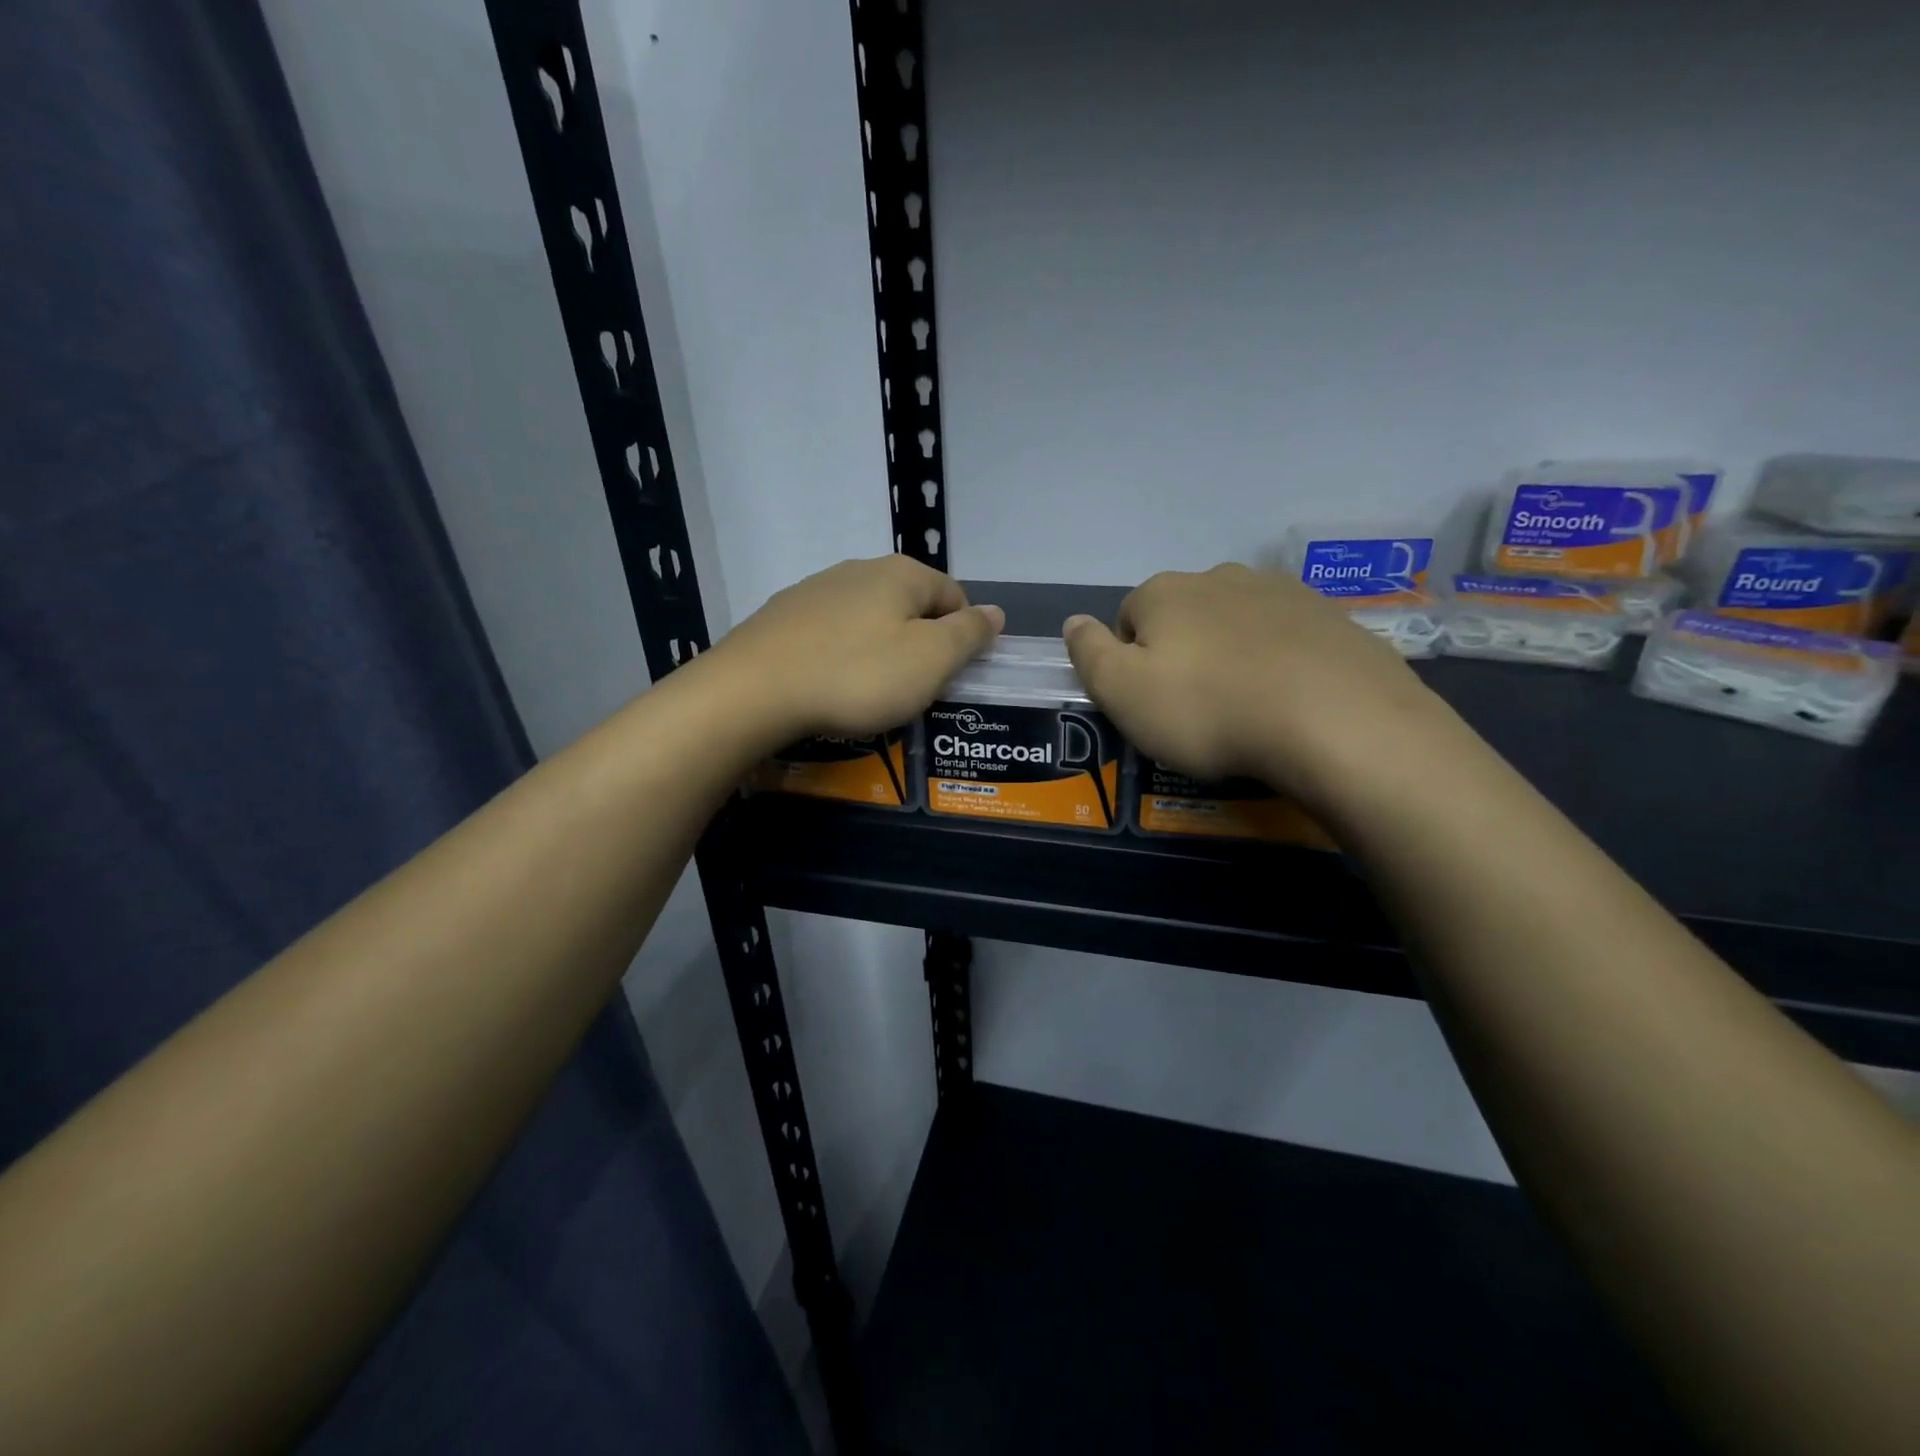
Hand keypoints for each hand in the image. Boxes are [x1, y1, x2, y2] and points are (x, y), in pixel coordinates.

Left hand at [711, 555, 1003, 740]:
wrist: (752, 692)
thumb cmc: (856, 676)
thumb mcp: (930, 660)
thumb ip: (968, 634)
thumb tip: (995, 612)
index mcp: (901, 573)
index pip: (955, 596)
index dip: (963, 637)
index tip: (951, 677)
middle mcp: (858, 569)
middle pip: (910, 606)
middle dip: (920, 644)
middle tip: (914, 690)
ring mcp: (814, 589)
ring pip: (868, 619)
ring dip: (880, 650)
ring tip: (870, 692)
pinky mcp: (782, 616)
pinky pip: (830, 634)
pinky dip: (841, 656)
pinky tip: (830, 685)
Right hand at [1062, 564, 1448, 805]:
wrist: (1336, 721)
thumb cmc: (1208, 710)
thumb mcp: (1122, 693)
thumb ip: (1088, 654)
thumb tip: (1073, 621)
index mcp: (1164, 592)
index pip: (1127, 618)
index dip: (1130, 662)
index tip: (1150, 703)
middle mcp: (1220, 577)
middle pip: (1183, 615)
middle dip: (1182, 653)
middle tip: (1196, 709)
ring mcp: (1281, 591)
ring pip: (1235, 623)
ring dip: (1231, 654)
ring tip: (1246, 707)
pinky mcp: (1330, 616)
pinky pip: (1285, 637)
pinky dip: (1278, 661)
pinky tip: (1288, 699)